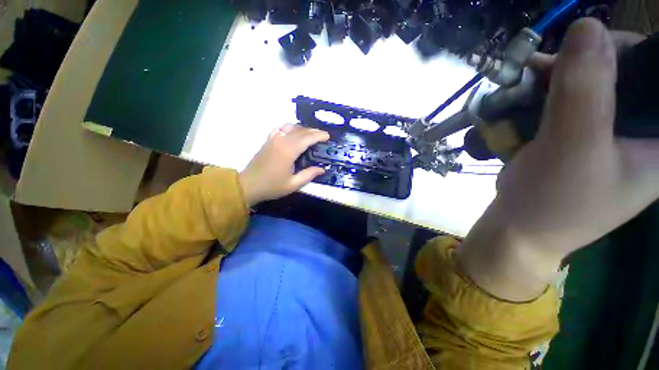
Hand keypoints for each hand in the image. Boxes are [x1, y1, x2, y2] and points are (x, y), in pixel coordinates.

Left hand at [239, 124, 329, 206]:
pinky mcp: (268, 140)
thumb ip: (309, 175)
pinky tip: (294, 133)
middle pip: (300, 130)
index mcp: (288, 151)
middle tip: (323, 136)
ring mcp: (273, 139)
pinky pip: (281, 128)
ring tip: (311, 135)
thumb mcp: (293, 184)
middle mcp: (281, 141)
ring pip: (291, 127)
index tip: (328, 137)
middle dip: (313, 131)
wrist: (248, 185)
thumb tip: (322, 169)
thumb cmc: (272, 186)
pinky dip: (290, 128)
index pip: (307, 138)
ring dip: (303, 129)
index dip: (319, 136)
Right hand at [458, 19, 658, 300]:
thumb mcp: (572, 148)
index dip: (625, 50)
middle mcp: (644, 130)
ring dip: (562, 76)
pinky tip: (528, 95)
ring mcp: (613, 132)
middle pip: (628, 71)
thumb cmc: (552, 201)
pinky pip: (574, 98)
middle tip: (547, 68)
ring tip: (530, 81)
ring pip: (597, 83)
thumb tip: (585, 26)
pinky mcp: (585, 135)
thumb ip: (585, 91)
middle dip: (586, 63)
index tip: (581, 55)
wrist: (519, 227)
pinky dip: (549, 91)